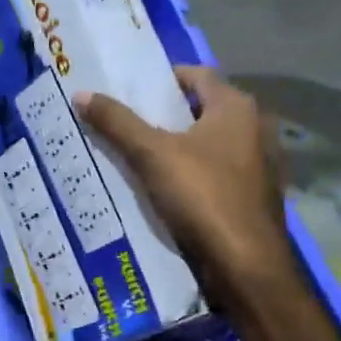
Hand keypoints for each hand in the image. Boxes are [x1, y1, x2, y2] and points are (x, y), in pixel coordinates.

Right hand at [75, 65, 291, 298]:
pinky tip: (161, 188)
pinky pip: (214, 172)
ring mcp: (258, 164)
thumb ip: (117, 122)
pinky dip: (189, 173)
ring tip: (133, 155)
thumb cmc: (203, 197)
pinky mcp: (253, 195)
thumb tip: (82, 93)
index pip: (195, 74)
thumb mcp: (151, 155)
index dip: (160, 79)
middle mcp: (255, 128)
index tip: (127, 91)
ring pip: (206, 143)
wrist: (246, 266)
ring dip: (174, 146)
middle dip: (162, 115)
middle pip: (199, 109)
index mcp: (236, 108)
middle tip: (121, 122)